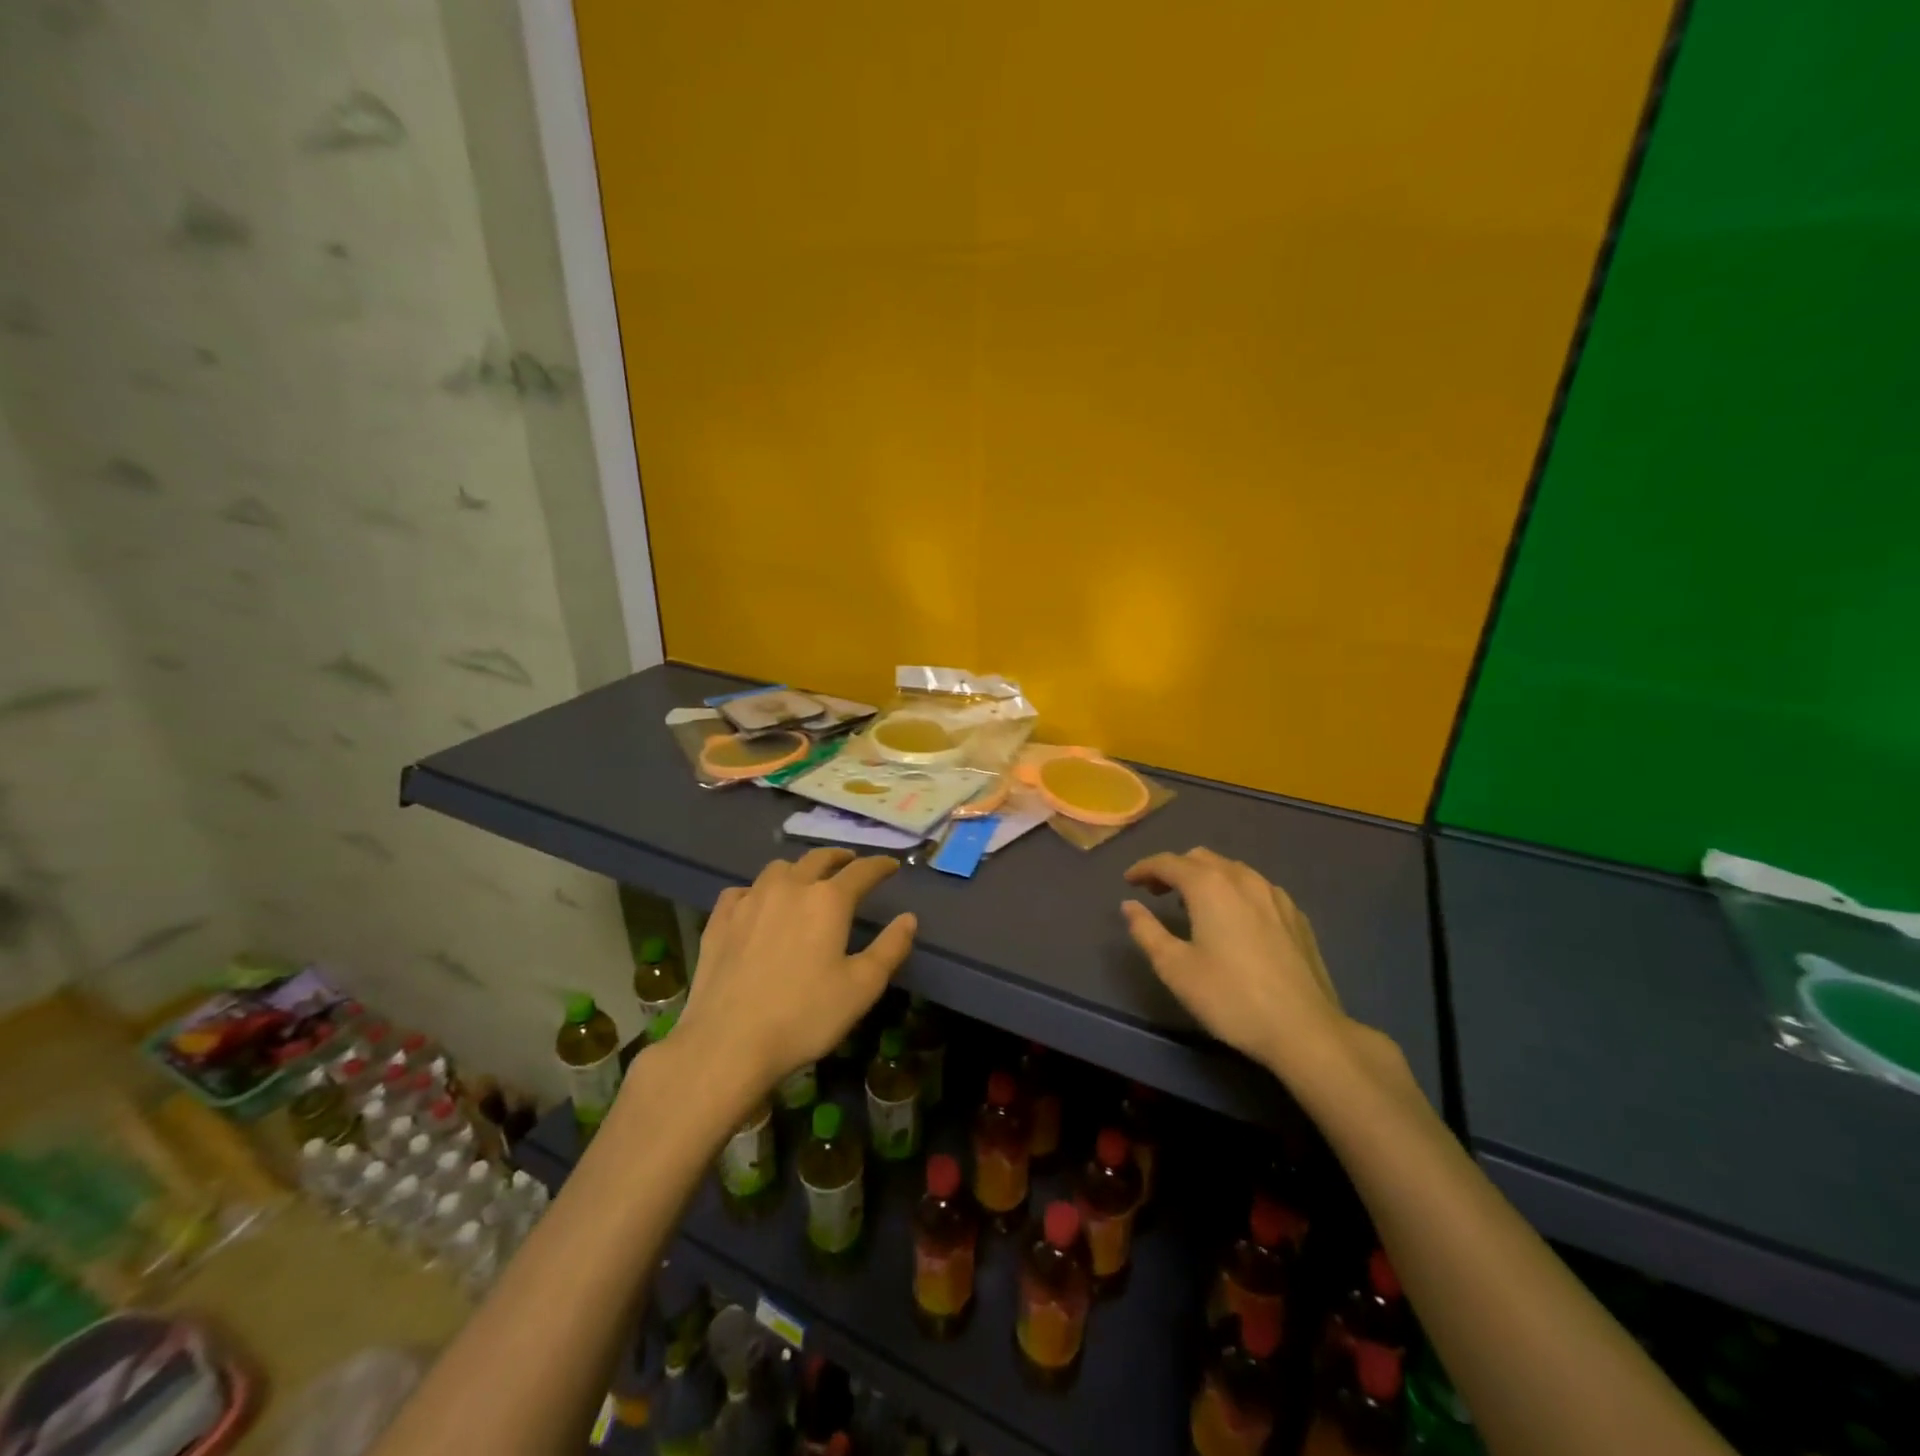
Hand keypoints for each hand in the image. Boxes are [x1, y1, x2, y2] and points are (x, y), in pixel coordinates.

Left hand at [675, 848, 917, 1096]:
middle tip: (850, 862)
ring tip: (805, 880)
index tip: (891, 865)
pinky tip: (756, 904)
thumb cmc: (804, 1016)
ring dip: (798, 869)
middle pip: (818, 859)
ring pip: (778, 868)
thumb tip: (908, 918)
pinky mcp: (720, 920)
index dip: (880, 865)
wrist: (728, 1043)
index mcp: (828, 900)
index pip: (862, 871)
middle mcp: (790, 887)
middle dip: (839, 857)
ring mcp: (750, 900)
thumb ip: (890, 948)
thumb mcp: (862, 988)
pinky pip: (741, 891)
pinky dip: (756, 891)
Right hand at [1121, 847, 1355, 1081]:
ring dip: (1206, 877)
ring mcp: (1275, 895)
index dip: (1144, 868)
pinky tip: (1234, 919)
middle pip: (1201, 858)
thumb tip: (1129, 905)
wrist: (1305, 1030)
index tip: (1129, 881)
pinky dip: (1234, 891)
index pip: (1168, 863)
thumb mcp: (1175, 968)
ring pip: (1232, 870)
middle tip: (1156, 892)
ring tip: (1193, 904)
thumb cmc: (1230, 998)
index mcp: (1209, 886)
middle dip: (1175, 869)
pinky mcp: (1296, 916)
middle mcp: (1243, 878)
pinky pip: (1256, 888)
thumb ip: (1147, 931)